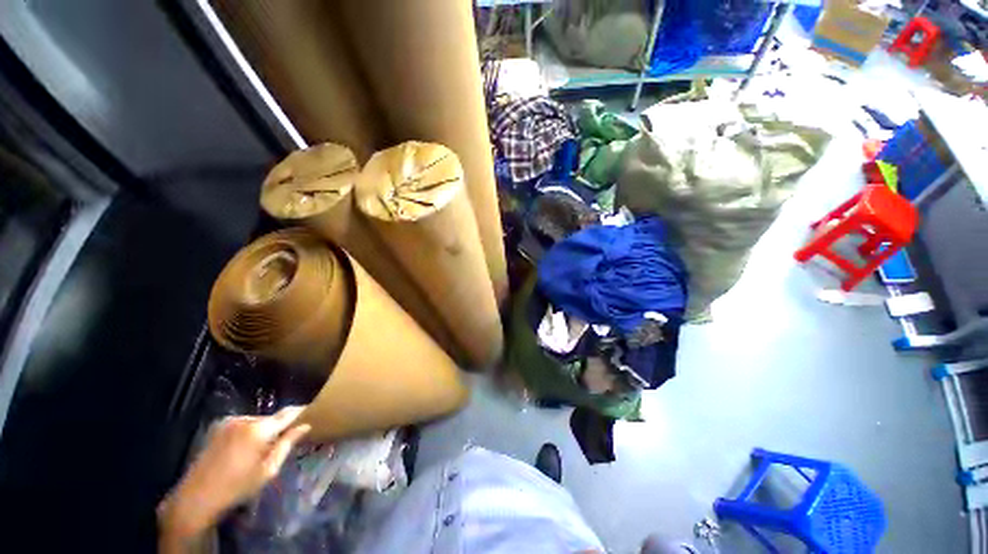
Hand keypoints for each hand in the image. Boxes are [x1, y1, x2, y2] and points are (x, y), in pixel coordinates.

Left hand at [158, 407, 311, 541]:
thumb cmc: (237, 487)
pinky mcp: (218, 426)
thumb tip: (305, 426)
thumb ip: (287, 444)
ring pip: (257, 420)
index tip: (314, 410)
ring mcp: (229, 421)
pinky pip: (243, 423)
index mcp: (259, 429)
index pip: (288, 413)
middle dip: (280, 426)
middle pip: (272, 418)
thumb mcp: (268, 470)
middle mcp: (245, 419)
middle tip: (285, 440)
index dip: (302, 411)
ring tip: (262, 448)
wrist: (196, 498)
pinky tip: (245, 448)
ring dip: (264, 429)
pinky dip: (250, 431)